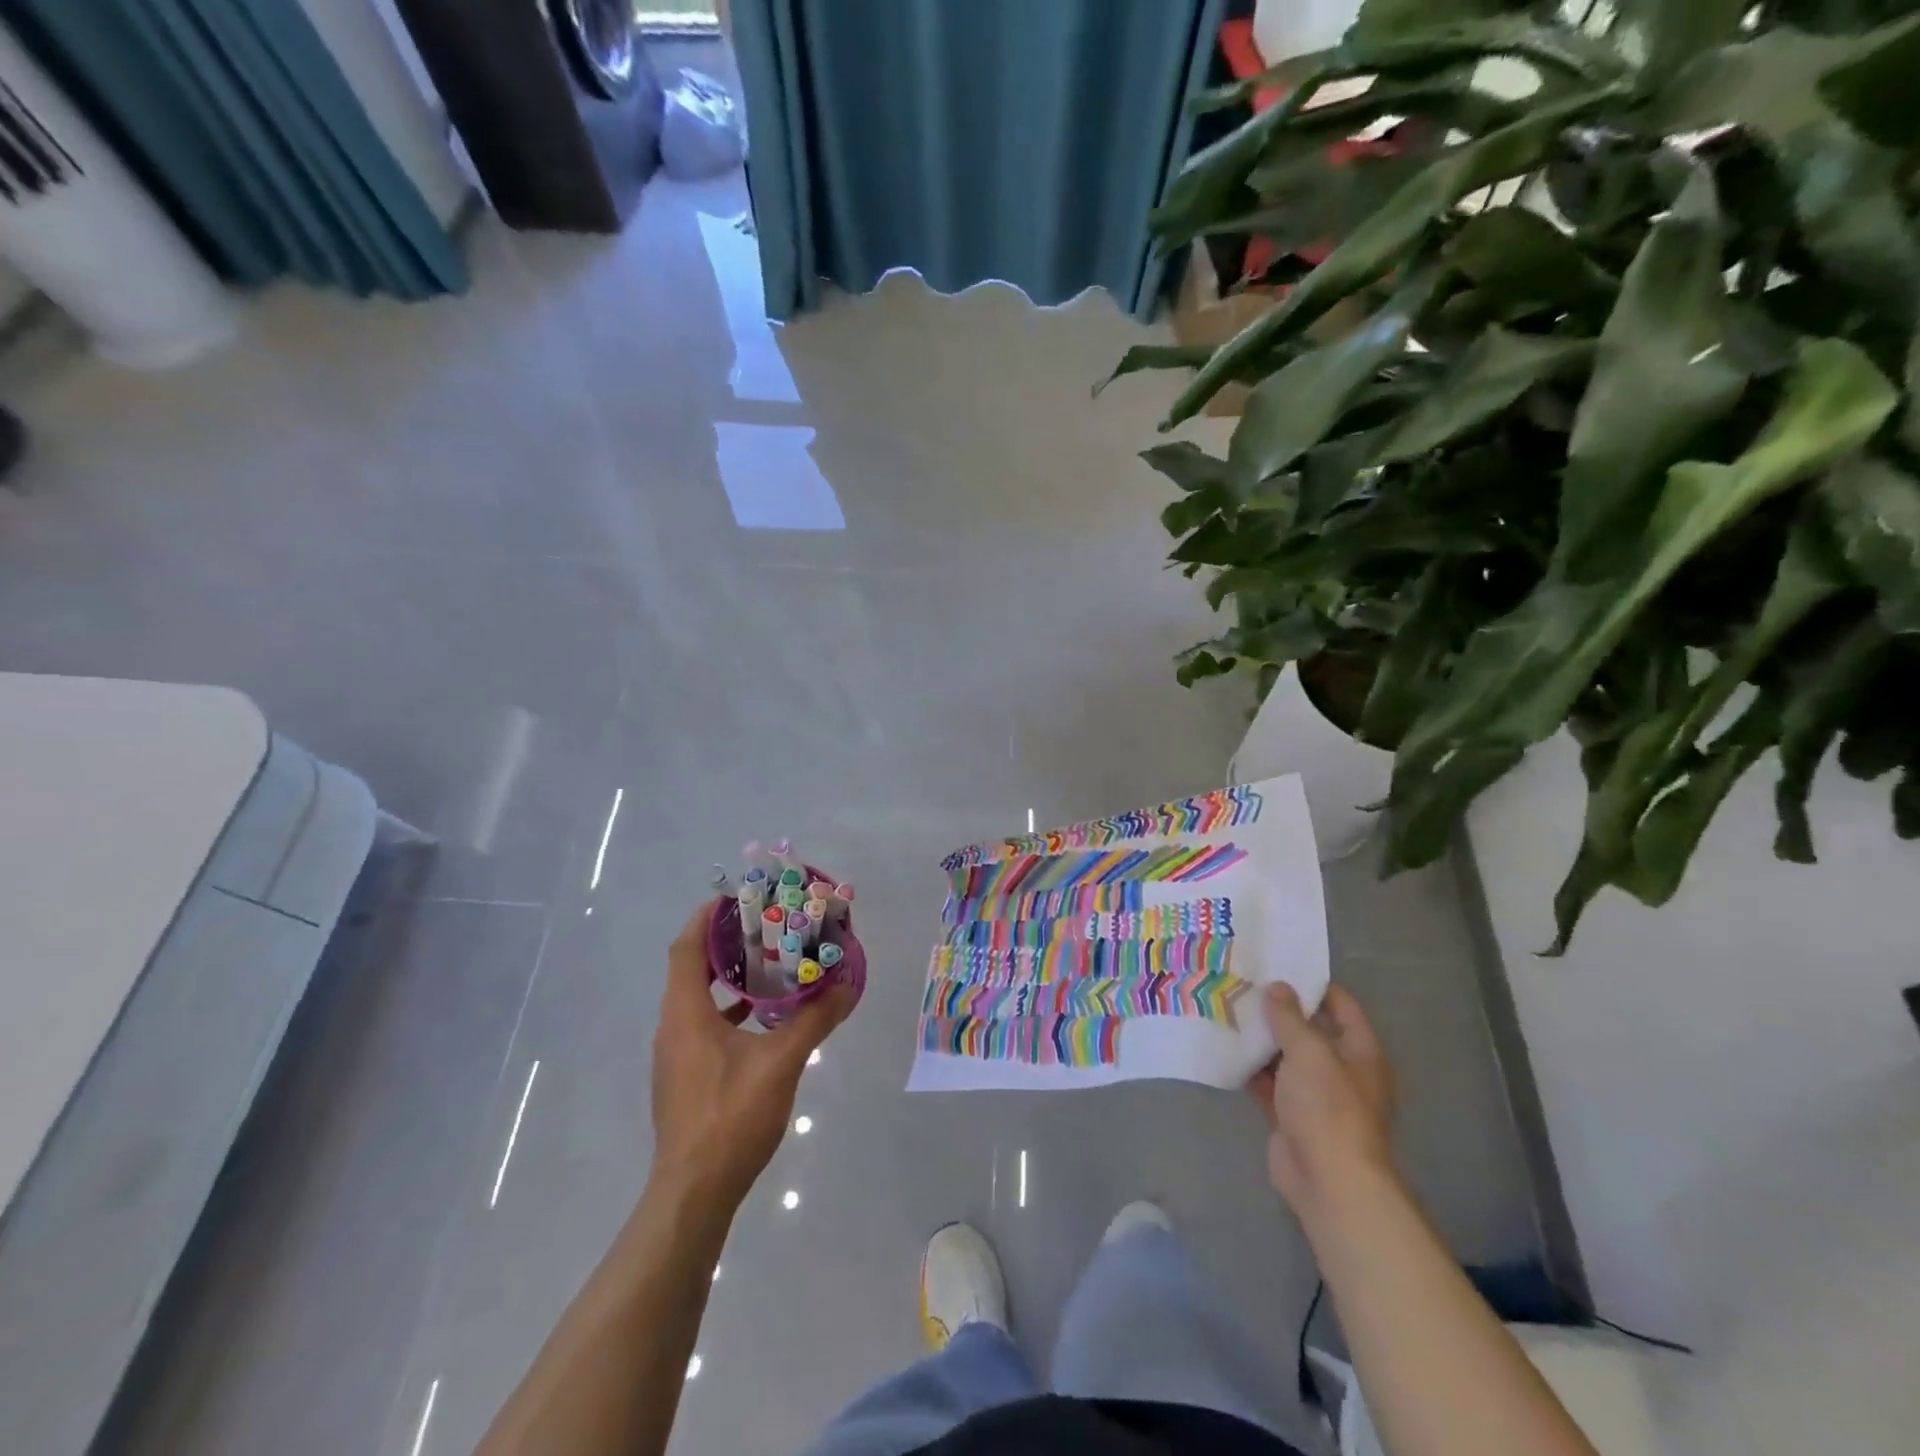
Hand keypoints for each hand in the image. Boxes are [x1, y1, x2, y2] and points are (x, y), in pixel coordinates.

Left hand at [649, 900, 855, 1207]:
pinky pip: (705, 1026)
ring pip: (699, 1000)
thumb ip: (813, 1020)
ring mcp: (677, 1056)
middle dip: (725, 943)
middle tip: (765, 926)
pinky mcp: (686, 1078)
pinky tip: (765, 1019)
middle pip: (692, 969)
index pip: (686, 949)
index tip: (735, 897)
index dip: (706, 918)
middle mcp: (674, 1027)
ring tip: (770, 964)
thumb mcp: (781, 1062)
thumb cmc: (731, 1116)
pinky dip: (731, 1011)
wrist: (694, 1193)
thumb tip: (847, 986)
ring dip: (730, 978)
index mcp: (686, 1014)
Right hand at [1247, 983, 1396, 1220]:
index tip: (1277, 964)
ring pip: (1286, 1057)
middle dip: (1279, 1010)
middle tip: (1243, 983)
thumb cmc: (1329, 1107)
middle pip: (1310, 1030)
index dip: (1311, 984)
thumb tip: (1276, 987)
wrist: (1329, 1181)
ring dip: (1262, 1039)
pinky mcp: (1291, 1116)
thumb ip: (1289, 1017)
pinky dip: (1251, 1069)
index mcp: (1360, 1052)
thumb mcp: (1309, 1051)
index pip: (1340, 1005)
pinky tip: (1225, 1048)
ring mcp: (1315, 1095)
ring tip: (1227, 1008)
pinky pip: (1270, 1084)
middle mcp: (1341, 1070)